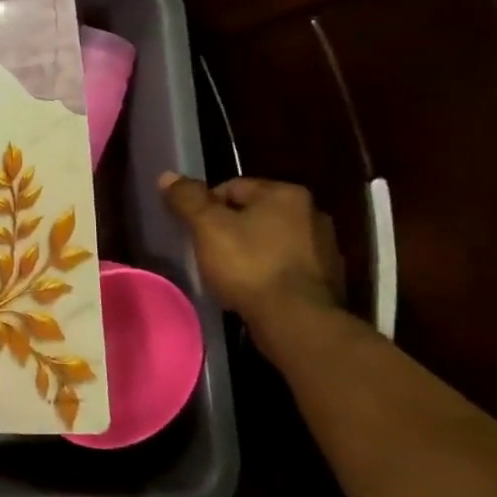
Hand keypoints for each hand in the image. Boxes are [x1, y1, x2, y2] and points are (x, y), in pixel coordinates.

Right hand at [159, 173, 343, 324]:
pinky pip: (286, 267)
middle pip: (254, 213)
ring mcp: (325, 248)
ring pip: (271, 241)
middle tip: (207, 250)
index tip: (193, 231)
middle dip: (230, 229)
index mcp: (286, 194)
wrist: (297, 321)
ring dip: (251, 251)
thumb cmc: (249, 265)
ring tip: (228, 273)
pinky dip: (269, 273)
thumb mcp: (208, 227)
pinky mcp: (328, 280)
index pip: (232, 187)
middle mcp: (312, 213)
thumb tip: (167, 176)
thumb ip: (187, 199)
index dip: (205, 207)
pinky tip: (253, 289)